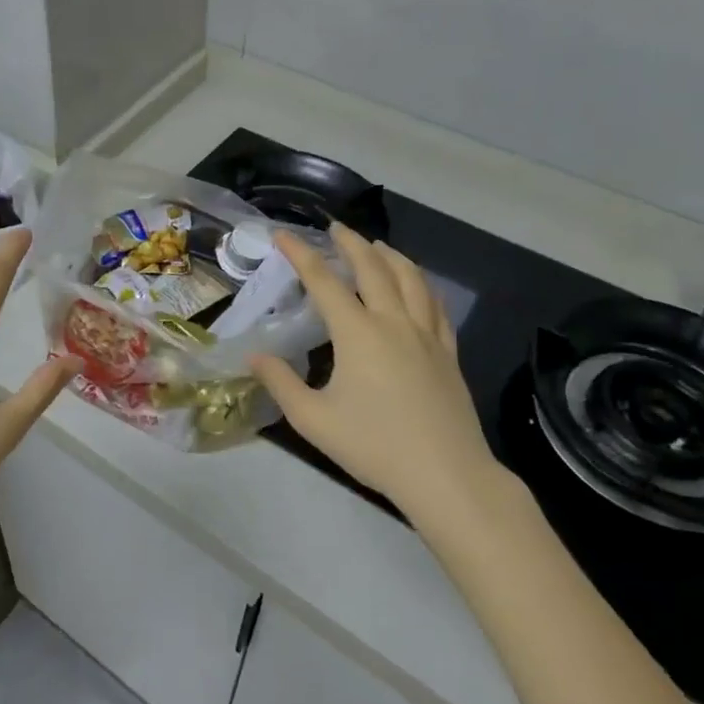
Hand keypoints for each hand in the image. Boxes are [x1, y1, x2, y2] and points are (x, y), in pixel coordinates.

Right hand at [249, 227, 517, 524]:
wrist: (445, 474)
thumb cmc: (373, 446)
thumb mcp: (313, 419)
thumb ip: (281, 382)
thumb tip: (255, 355)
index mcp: (358, 333)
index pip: (324, 281)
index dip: (301, 254)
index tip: (283, 235)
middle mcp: (393, 322)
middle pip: (373, 268)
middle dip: (351, 243)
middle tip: (335, 228)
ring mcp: (426, 335)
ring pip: (411, 279)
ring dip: (391, 256)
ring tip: (378, 246)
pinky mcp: (448, 353)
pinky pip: (436, 306)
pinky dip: (422, 285)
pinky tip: (418, 287)